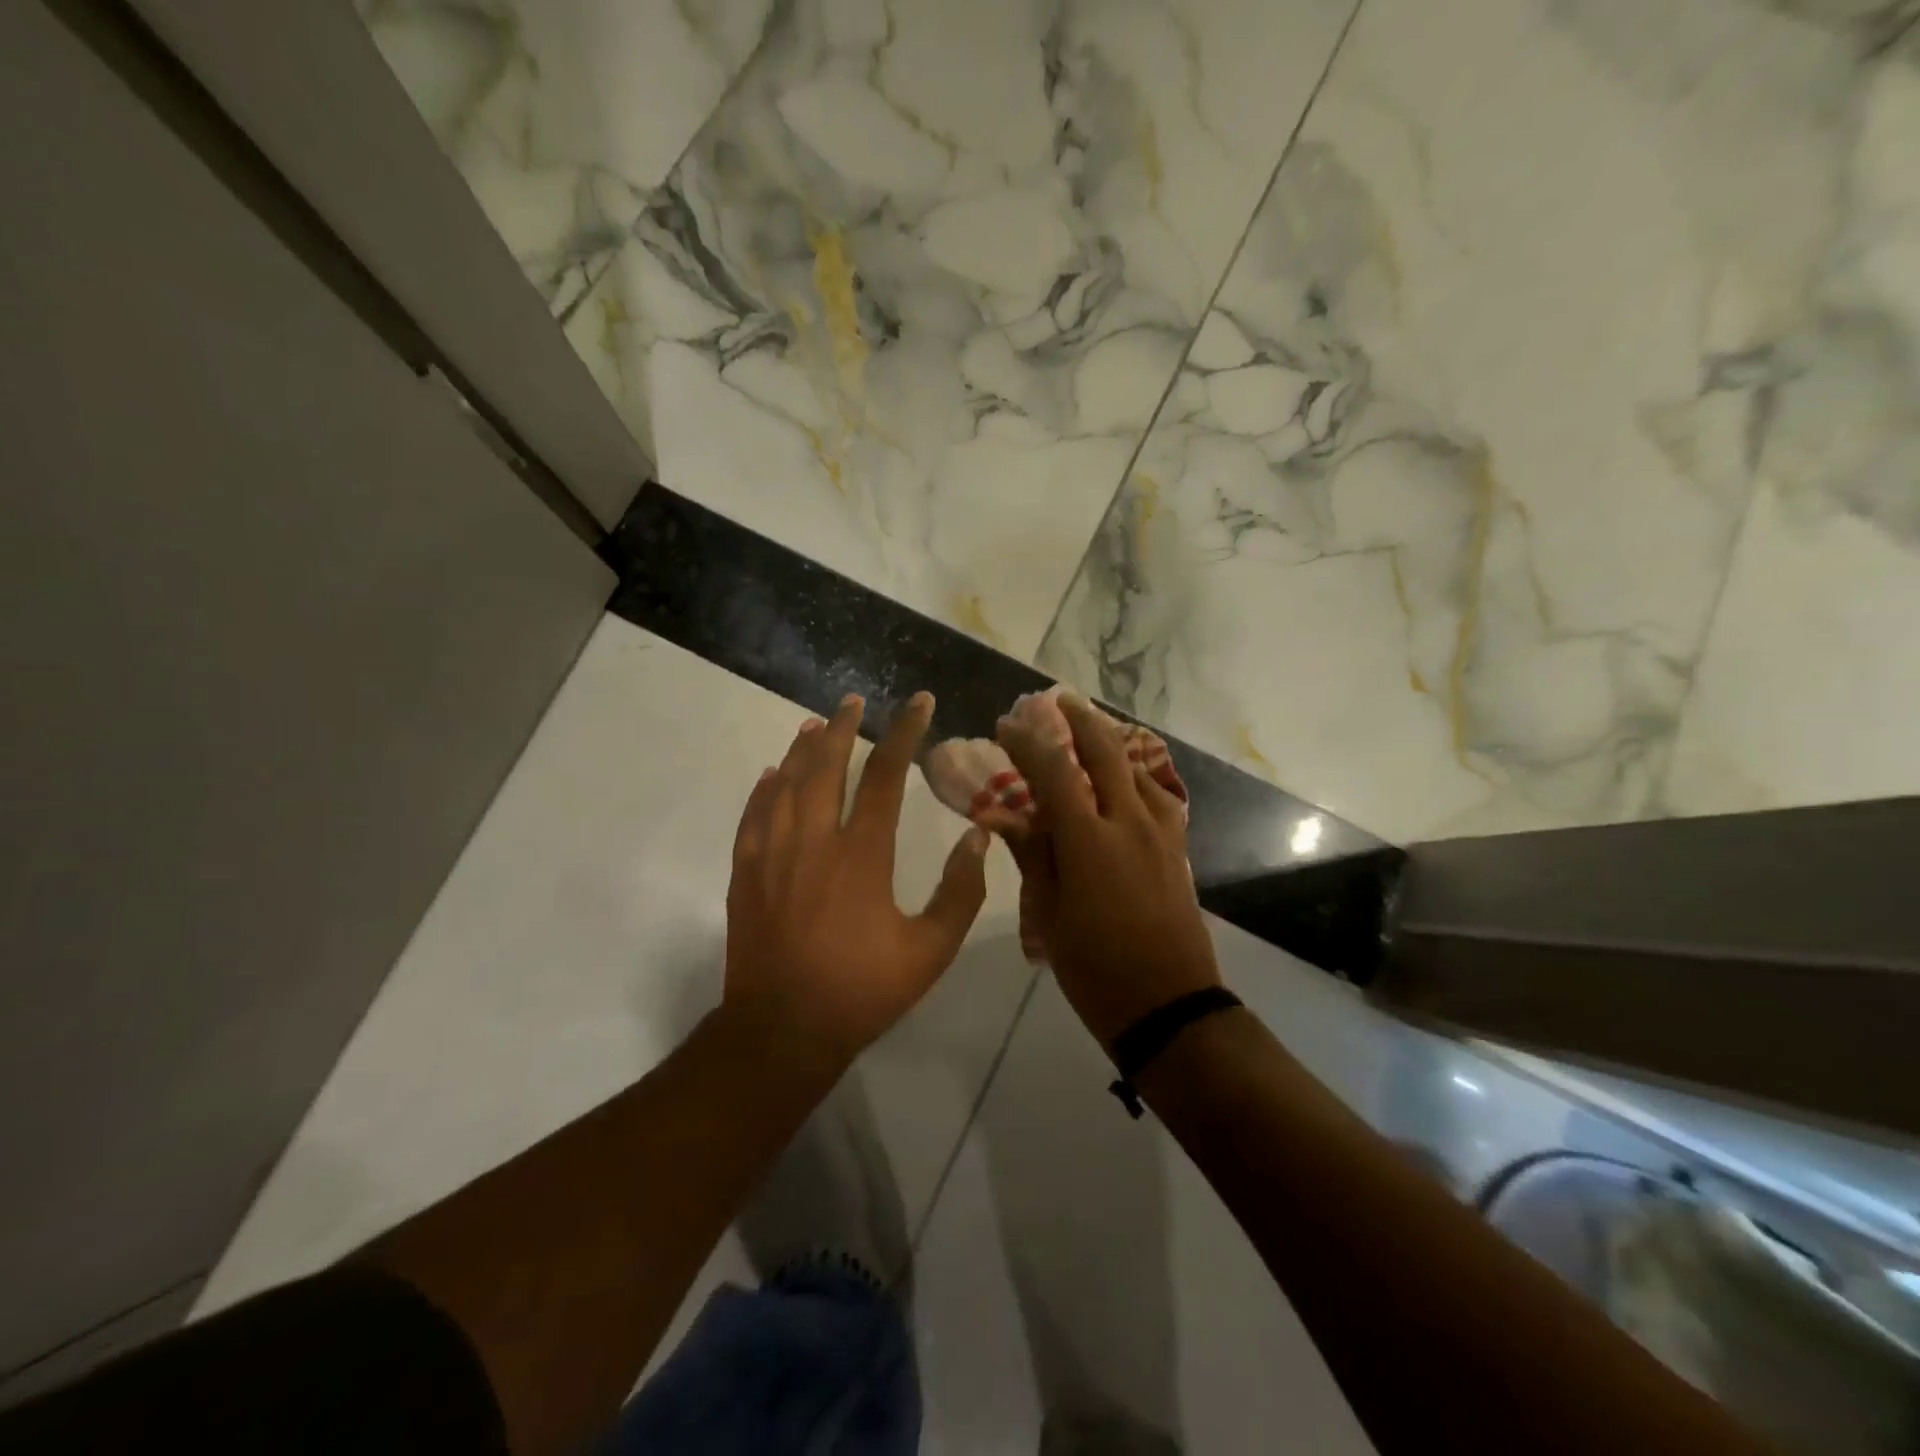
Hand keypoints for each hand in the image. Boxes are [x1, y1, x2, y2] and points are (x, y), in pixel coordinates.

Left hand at [724, 690, 990, 1068]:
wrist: (782, 1030)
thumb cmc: (862, 990)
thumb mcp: (930, 950)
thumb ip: (960, 892)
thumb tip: (978, 838)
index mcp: (862, 854)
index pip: (886, 775)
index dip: (904, 732)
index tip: (918, 703)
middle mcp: (814, 841)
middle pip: (826, 765)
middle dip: (842, 727)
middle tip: (853, 701)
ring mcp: (772, 854)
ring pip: (785, 783)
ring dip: (802, 748)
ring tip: (814, 723)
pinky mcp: (745, 872)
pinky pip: (753, 815)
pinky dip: (764, 788)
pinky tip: (770, 773)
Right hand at [998, 692, 1219, 1047]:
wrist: (1168, 1006)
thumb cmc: (1095, 968)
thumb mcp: (1050, 914)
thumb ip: (1032, 854)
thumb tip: (1003, 815)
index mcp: (1089, 841)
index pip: (1054, 772)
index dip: (1028, 742)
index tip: (1007, 724)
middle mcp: (1128, 823)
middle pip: (1105, 752)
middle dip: (1078, 719)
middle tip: (1055, 701)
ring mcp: (1160, 833)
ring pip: (1138, 767)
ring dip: (1111, 740)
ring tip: (1089, 728)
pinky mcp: (1177, 848)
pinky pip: (1159, 795)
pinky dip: (1138, 774)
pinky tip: (1127, 778)